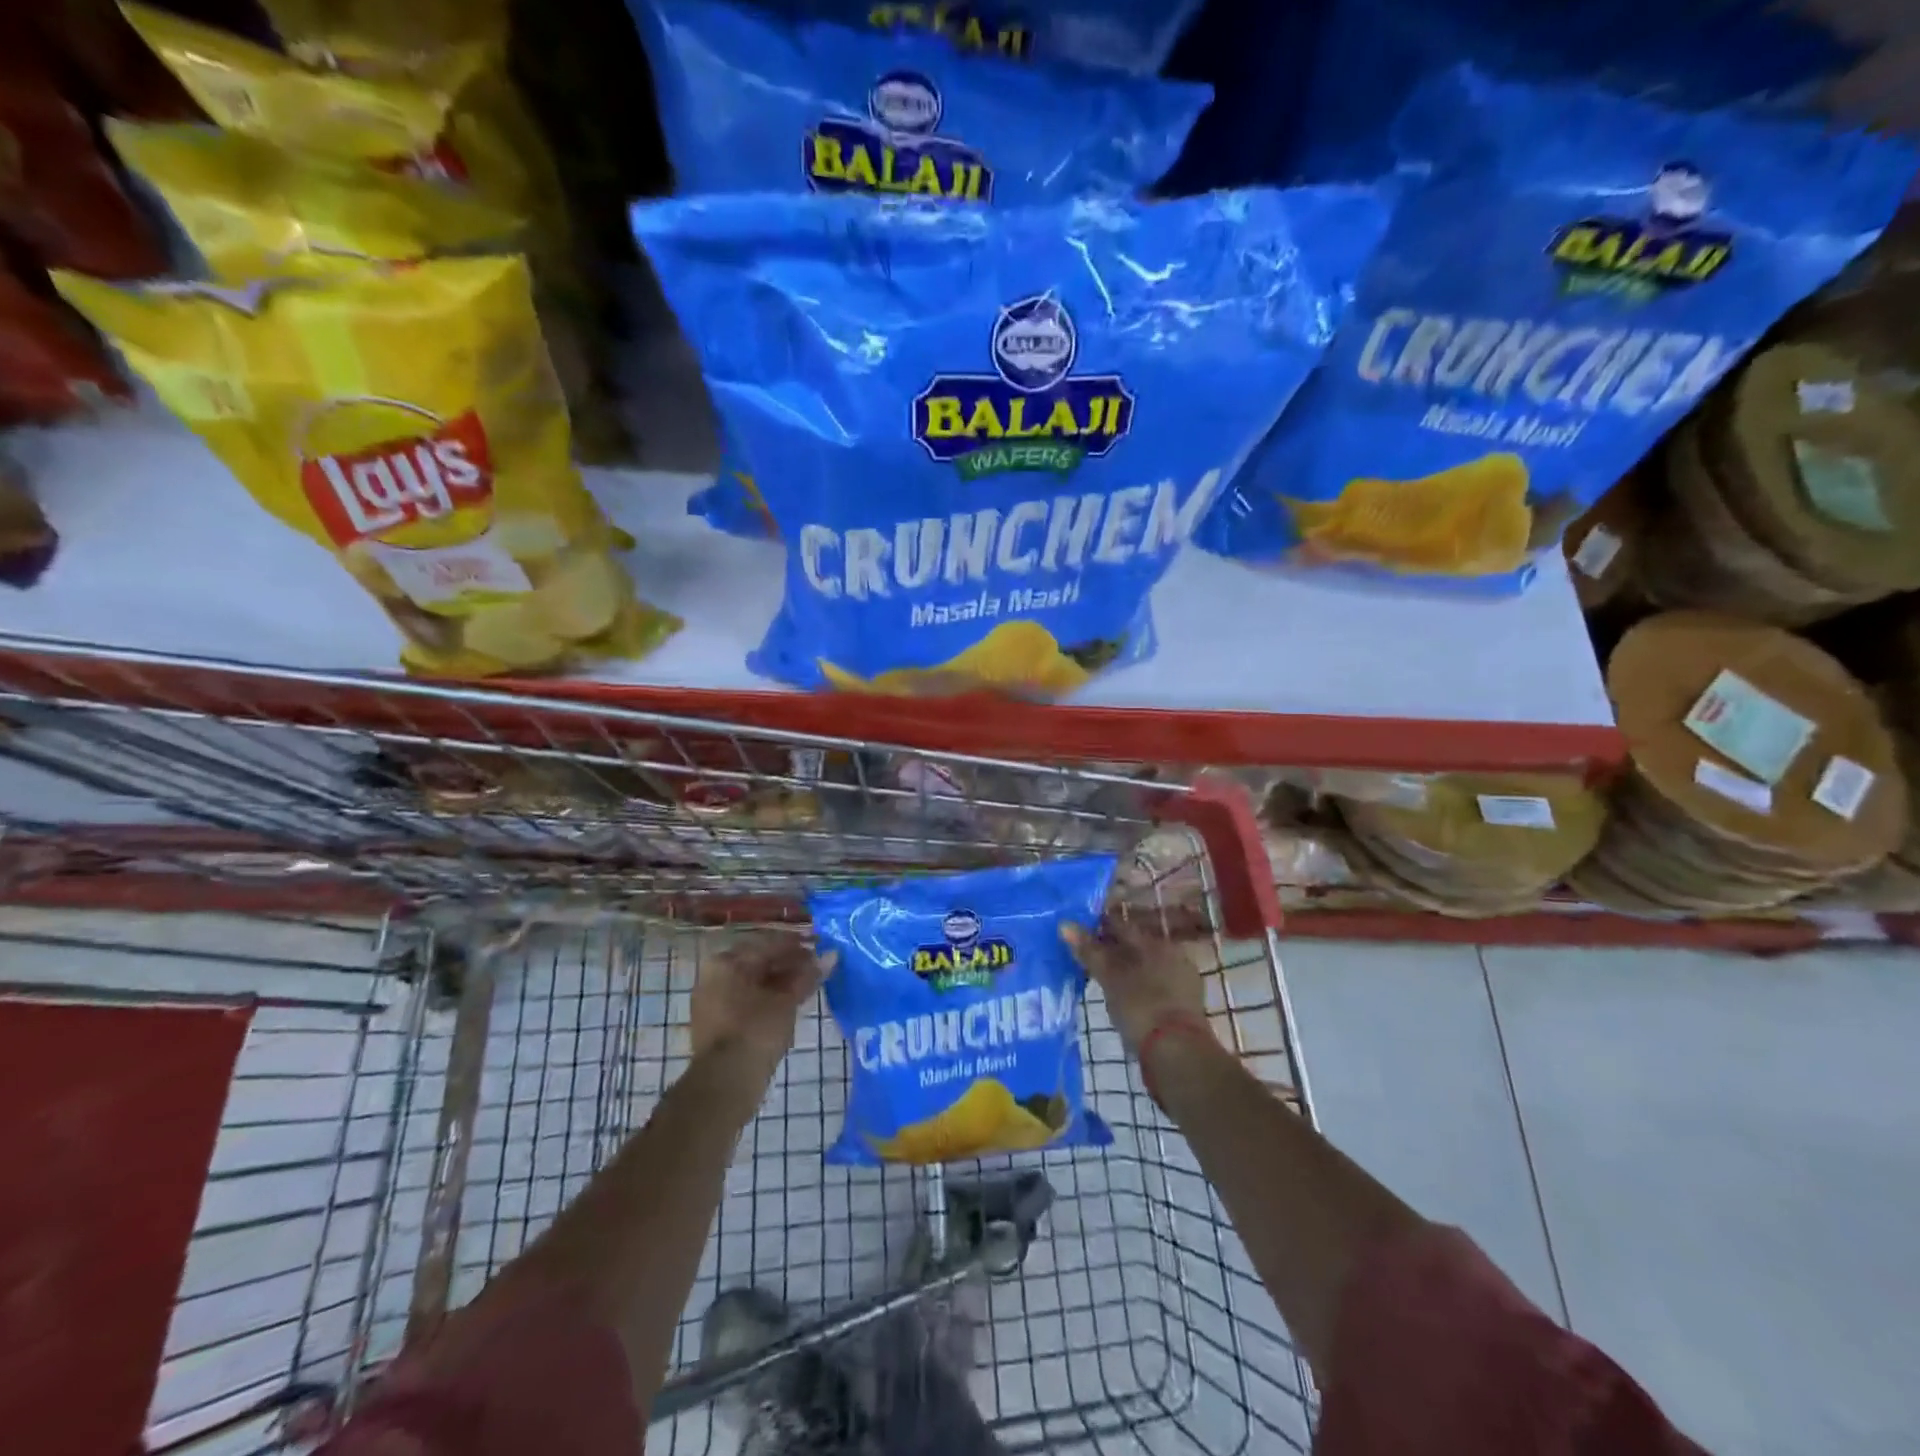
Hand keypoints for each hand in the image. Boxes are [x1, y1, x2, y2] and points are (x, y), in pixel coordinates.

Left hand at [691, 933, 832, 1074]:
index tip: (821, 945)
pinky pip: (748, 999)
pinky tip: (792, 1002)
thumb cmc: (756, 1031)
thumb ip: (808, 976)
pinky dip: (769, 997)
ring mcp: (714, 1000)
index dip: (797, 945)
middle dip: (790, 963)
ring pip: (754, 982)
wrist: (726, 1082)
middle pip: (759, 962)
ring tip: (810, 983)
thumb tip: (832, 956)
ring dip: (781, 981)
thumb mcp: (786, 1001)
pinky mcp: (718, 1022)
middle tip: (818, 966)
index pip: (768, 944)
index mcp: (726, 962)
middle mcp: (715, 975)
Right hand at [1060, 919, 1205, 1054]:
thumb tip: (1065, 924)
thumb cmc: (1141, 1008)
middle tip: (1088, 959)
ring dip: (1127, 971)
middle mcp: (1172, 955)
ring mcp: (1182, 981)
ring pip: (1146, 967)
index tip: (1078, 934)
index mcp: (1154, 943)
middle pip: (1135, 946)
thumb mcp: (1110, 978)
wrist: (1179, 1054)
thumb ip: (1089, 951)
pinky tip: (1126, 1000)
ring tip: (1104, 981)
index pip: (1120, 925)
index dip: (1098, 927)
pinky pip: (1155, 987)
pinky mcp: (1185, 1006)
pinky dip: (1139, 989)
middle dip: (1113, 950)